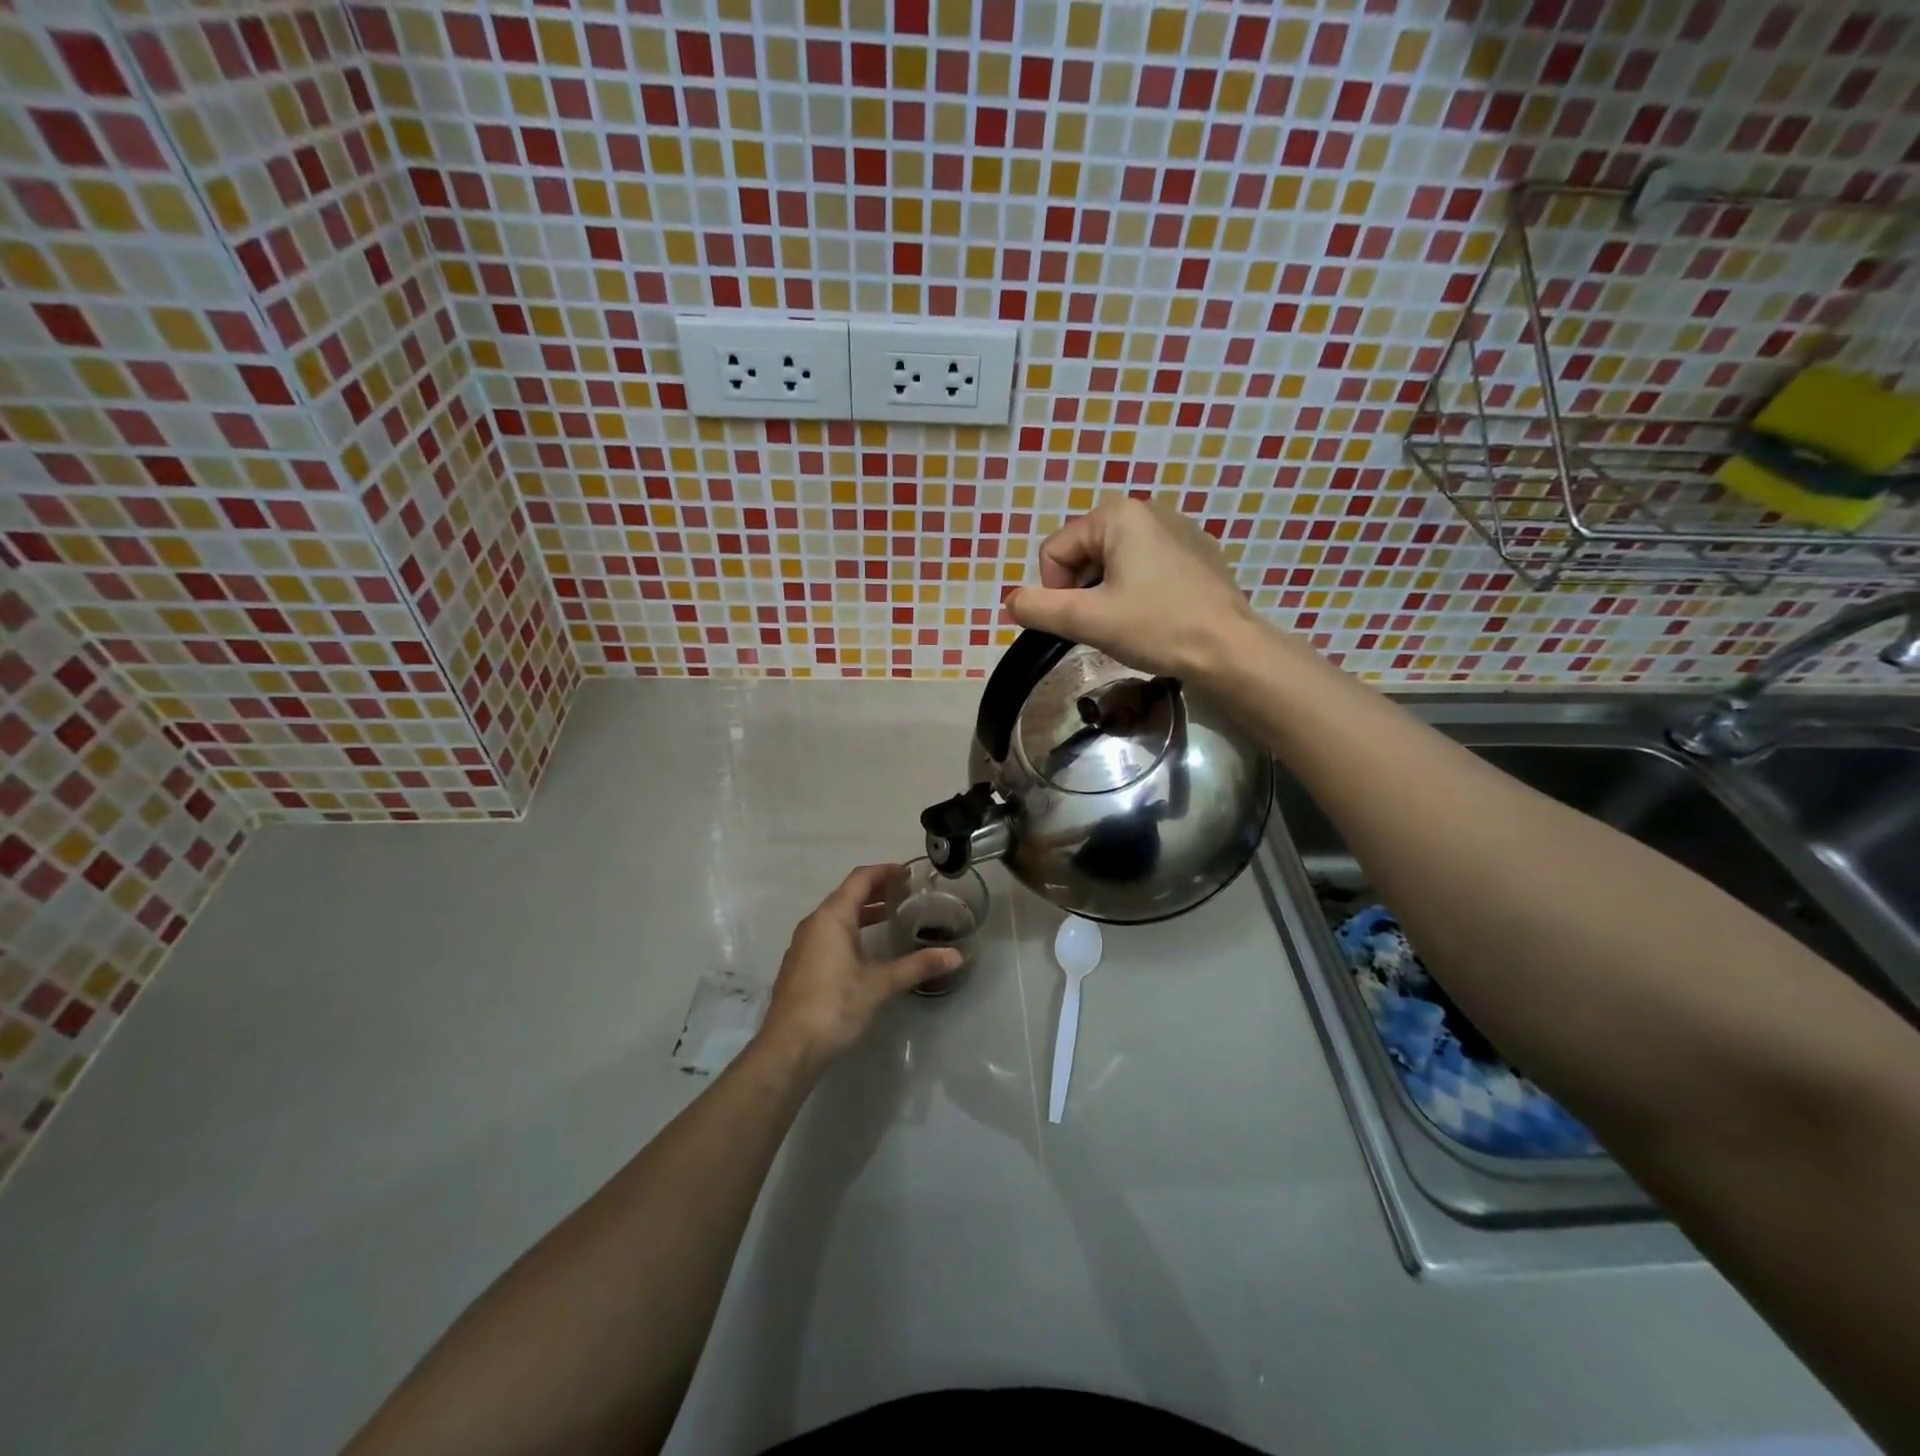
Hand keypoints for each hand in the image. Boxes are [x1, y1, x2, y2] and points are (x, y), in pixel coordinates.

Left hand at [756, 864, 961, 1072]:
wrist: (789, 1047)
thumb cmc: (835, 1005)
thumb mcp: (881, 984)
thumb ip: (918, 966)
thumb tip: (957, 956)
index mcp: (832, 917)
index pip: (860, 879)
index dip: (885, 871)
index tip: (908, 874)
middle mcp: (814, 923)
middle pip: (847, 894)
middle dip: (877, 890)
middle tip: (906, 894)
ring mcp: (804, 944)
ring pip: (837, 915)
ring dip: (863, 911)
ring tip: (892, 916)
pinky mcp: (801, 964)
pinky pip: (828, 933)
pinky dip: (851, 929)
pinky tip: (867, 948)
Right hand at [1008, 497, 1262, 681]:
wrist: (1231, 649)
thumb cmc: (1157, 628)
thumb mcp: (1087, 620)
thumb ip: (1039, 608)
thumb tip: (1011, 602)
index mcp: (1117, 514)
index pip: (1055, 551)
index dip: (1054, 591)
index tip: (1080, 621)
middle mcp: (1147, 509)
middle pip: (1084, 552)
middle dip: (1083, 590)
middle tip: (1104, 624)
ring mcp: (1177, 528)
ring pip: (1114, 561)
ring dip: (1108, 592)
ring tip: (1130, 622)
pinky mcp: (1197, 551)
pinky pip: (1146, 565)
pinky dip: (1138, 589)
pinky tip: (1156, 615)